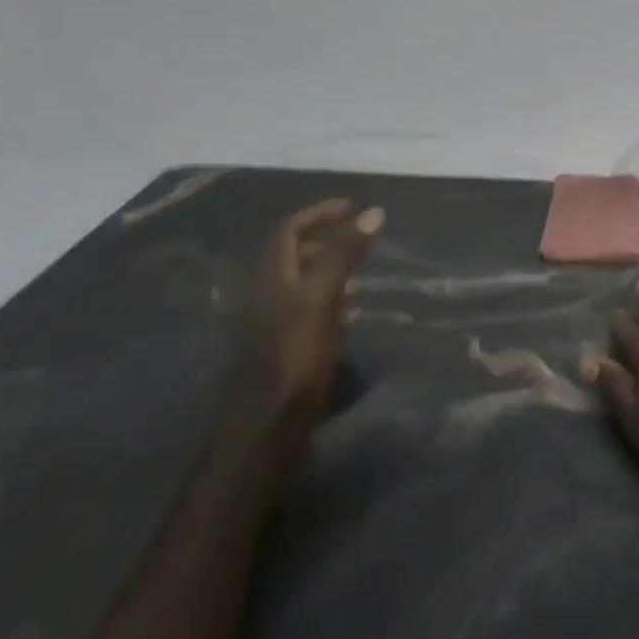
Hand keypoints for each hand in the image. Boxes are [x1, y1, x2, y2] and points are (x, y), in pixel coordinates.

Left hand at [237, 199, 384, 421]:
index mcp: (270, 279)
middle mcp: (267, 298)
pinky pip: (308, 314)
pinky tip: (352, 316)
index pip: (287, 230)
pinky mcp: (285, 352)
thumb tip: (373, 212)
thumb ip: (343, 255)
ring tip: (363, 274)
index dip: (318, 213)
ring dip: (330, 272)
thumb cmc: (292, 359)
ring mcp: (273, 327)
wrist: (264, 432)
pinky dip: (331, 304)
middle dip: (326, 241)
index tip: (352, 207)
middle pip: (292, 256)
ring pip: (302, 285)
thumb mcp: (320, 300)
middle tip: (362, 239)